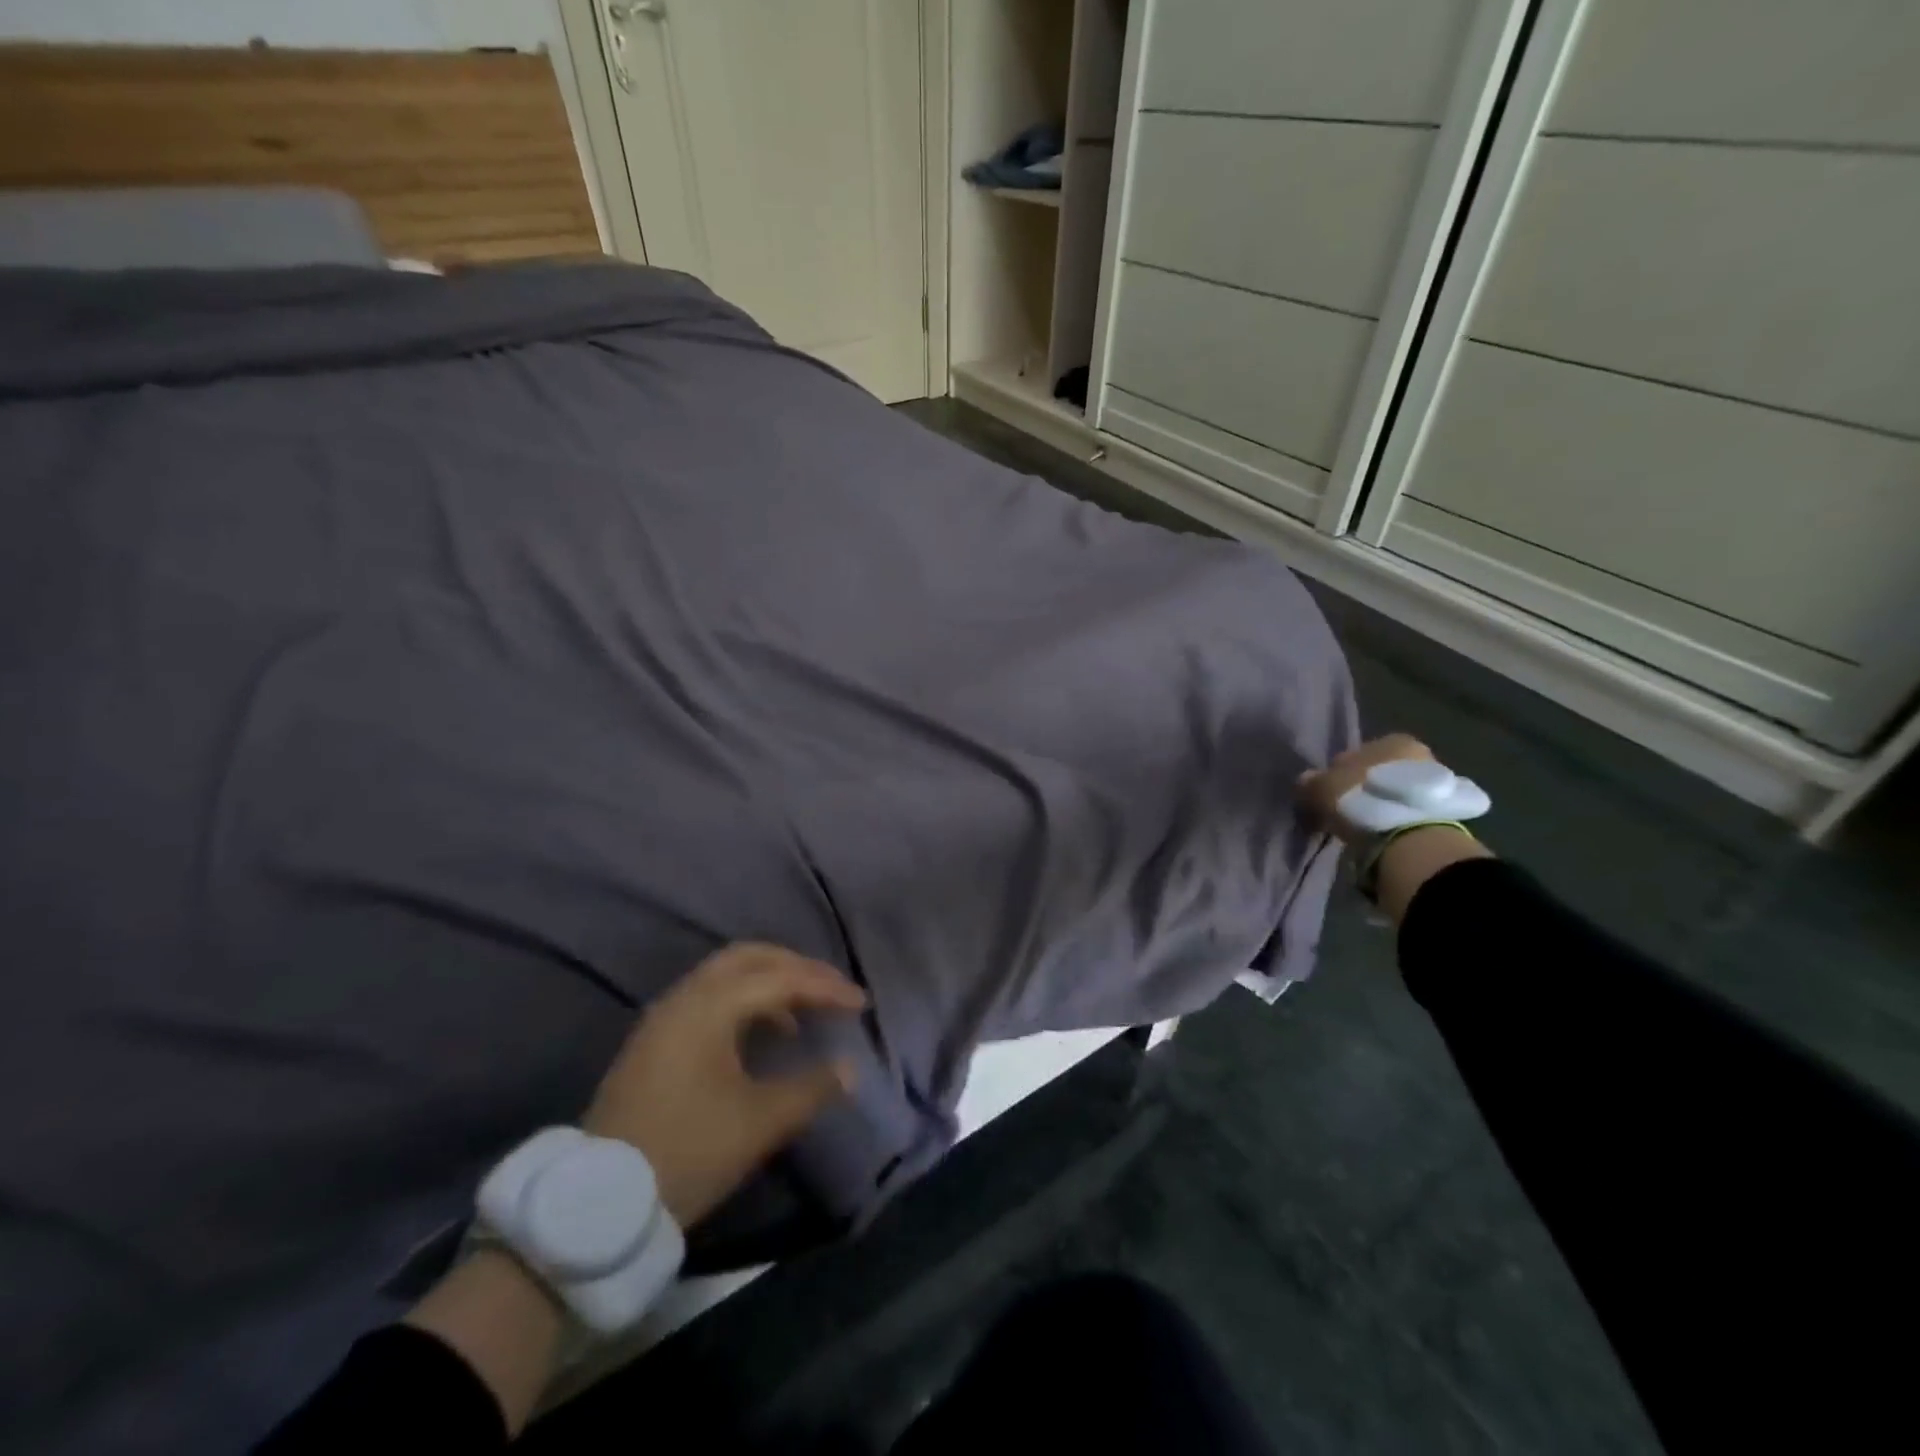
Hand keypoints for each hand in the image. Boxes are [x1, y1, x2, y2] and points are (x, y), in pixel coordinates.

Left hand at [583, 943, 866, 1226]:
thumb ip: (811, 1088)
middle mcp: (685, 997)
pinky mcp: (654, 1039)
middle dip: (796, 967)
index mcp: (711, 1007)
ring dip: (769, 981)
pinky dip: (744, 999)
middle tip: (831, 989)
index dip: (826, 987)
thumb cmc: (688, 1151)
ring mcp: (664, 1016)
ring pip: (726, 974)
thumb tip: (848, 1067)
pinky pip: (709, 996)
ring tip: (802, 1012)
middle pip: (750, 957)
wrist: (600, 1201)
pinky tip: (761, 1032)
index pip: (781, 979)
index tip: (861, 1004)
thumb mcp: (759, 1123)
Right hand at [1295, 733, 1437, 844]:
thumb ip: (1309, 782)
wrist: (1411, 835)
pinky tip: (1382, 832)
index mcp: (1390, 739)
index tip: (1328, 795)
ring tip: (1364, 825)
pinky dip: (1395, 818)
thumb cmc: (1361, 798)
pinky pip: (1408, 811)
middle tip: (1345, 811)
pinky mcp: (1445, 811)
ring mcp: (1436, 782)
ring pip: (1394, 791)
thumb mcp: (1321, 788)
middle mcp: (1418, 753)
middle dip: (1361, 788)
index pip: (1354, 754)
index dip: (1338, 775)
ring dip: (1379, 804)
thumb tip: (1306, 781)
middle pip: (1378, 772)